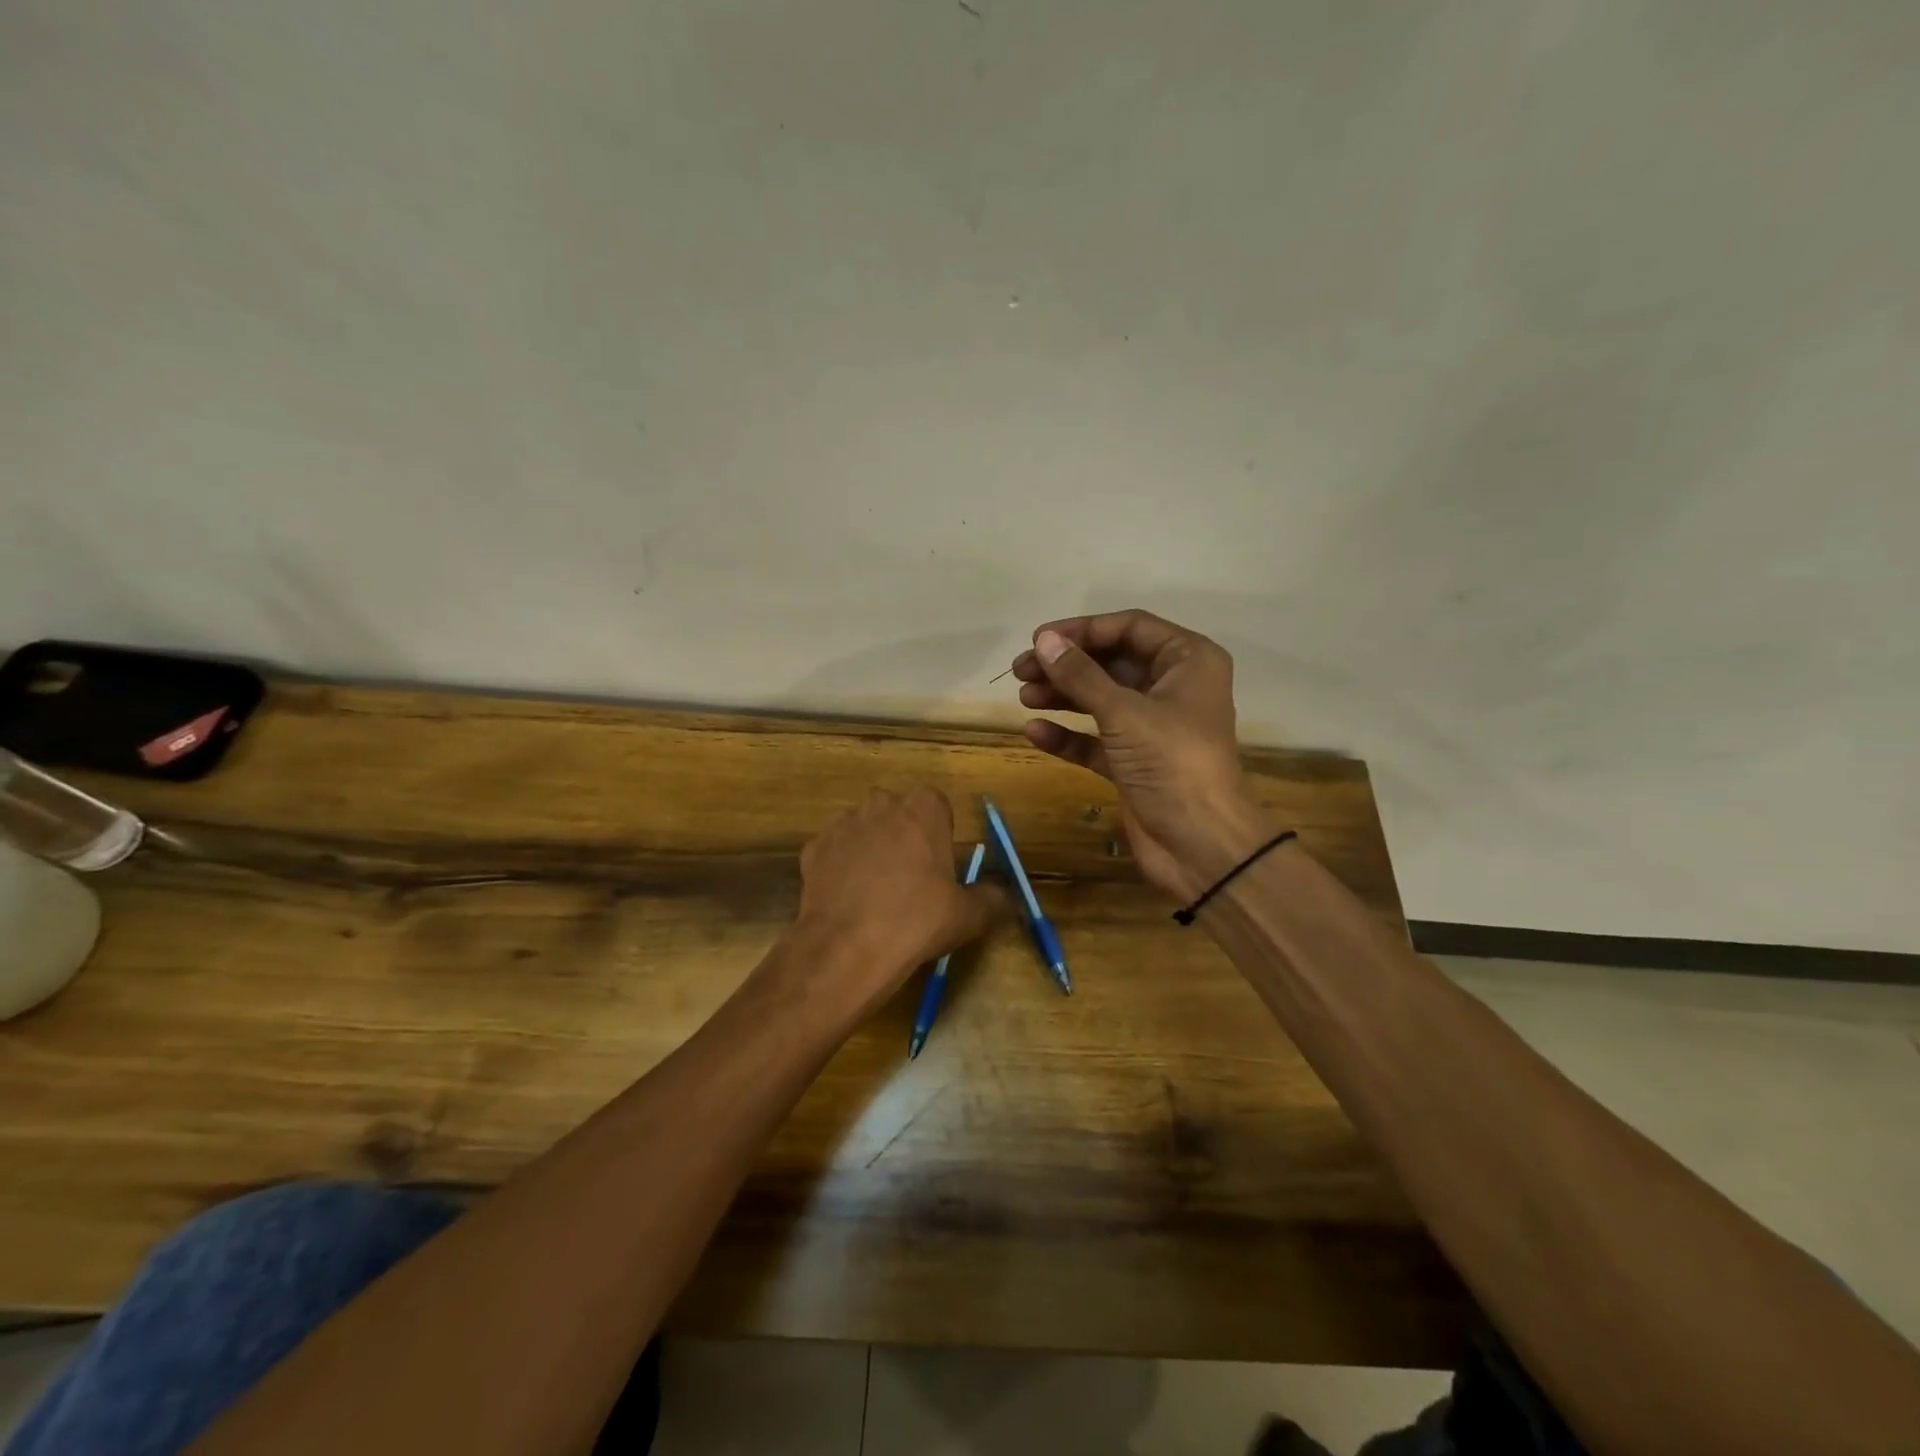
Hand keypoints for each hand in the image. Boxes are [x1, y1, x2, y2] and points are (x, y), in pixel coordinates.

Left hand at [787, 786, 1007, 1012]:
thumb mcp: (968, 915)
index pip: (937, 806)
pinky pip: (835, 853)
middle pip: (898, 814)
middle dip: (904, 838)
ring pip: (864, 831)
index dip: (939, 835)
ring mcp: (842, 823)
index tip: (939, 867)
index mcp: (923, 808)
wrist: (847, 948)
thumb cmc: (917, 920)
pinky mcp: (813, 848)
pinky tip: (848, 902)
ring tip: (876, 895)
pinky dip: (841, 870)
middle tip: (911, 882)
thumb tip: (1009, 899)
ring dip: (871, 851)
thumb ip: (993, 899)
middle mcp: (881, 804)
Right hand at [1008, 610, 1272, 900]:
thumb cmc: (1171, 761)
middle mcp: (1173, 688)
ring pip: (1101, 700)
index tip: (1040, 639)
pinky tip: (1036, 732)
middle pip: (1112, 663)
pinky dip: (1069, 734)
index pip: (1130, 628)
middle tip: (1020, 669)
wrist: (1199, 843)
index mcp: (1188, 661)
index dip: (1083, 630)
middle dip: (1066, 665)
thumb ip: (1080, 675)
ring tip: (1023, 696)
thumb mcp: (1123, 712)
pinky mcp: (1134, 762)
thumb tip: (1043, 641)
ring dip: (1063, 696)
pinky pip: (1096, 739)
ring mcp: (1153, 727)